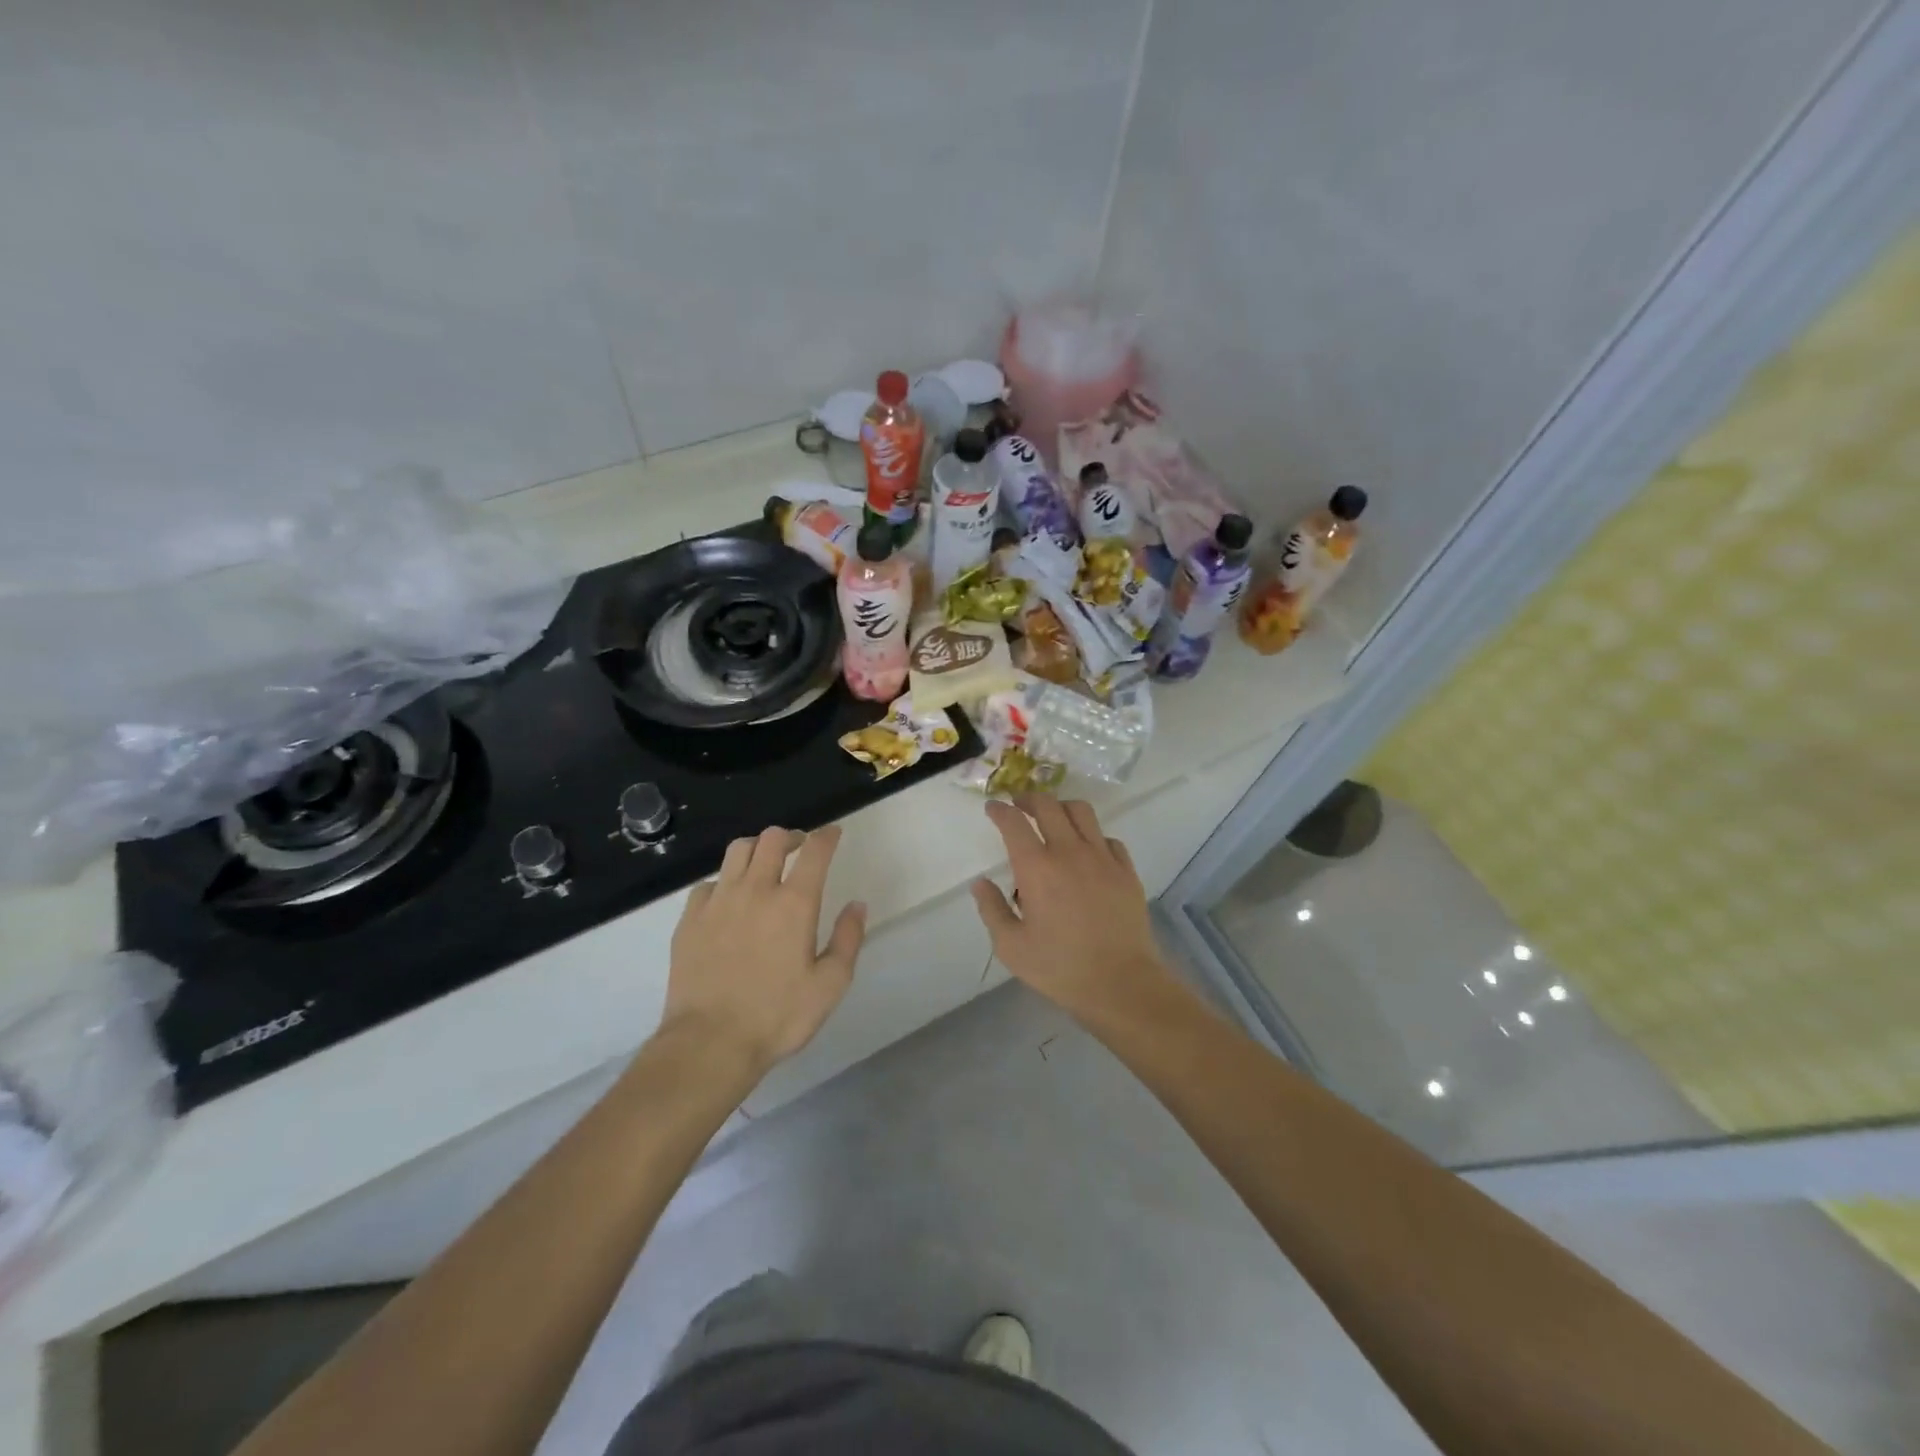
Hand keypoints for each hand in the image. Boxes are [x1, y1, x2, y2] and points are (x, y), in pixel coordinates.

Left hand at [661, 825, 865, 1074]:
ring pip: (738, 850)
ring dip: (757, 849)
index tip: (833, 834)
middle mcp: (756, 891)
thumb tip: (857, 905)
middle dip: (791, 836)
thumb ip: (847, 939)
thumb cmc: (777, 1017)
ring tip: (765, 864)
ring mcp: (718, 902)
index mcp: (794, 904)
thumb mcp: (829, 986)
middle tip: (800, 848)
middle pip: (772, 840)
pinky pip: (709, 883)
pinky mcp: (689, 919)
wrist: (709, 1043)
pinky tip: (729, 899)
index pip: (815, 851)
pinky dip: (725, 881)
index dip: (827, 836)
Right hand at [971, 794, 1177, 1020]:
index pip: (1013, 823)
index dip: (999, 810)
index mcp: (1037, 868)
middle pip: (1048, 806)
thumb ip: (992, 910)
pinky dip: (1092, 836)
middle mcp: (1069, 852)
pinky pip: (1108, 838)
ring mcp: (1102, 858)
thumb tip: (980, 884)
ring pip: (1081, 812)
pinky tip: (1087, 850)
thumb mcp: (1011, 947)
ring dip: (1061, 807)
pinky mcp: (1126, 870)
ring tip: (1053, 817)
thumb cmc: (1060, 968)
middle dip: (1028, 799)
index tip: (992, 808)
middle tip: (1019, 805)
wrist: (1121, 983)